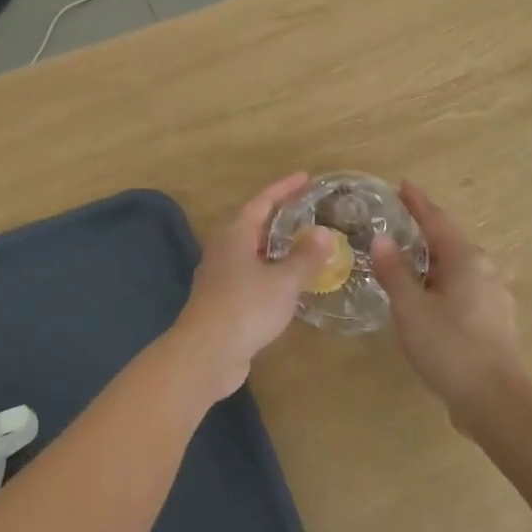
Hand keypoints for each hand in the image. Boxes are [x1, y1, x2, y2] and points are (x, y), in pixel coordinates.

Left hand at [169, 173, 333, 402]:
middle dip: (280, 217)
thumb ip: (305, 257)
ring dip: (277, 248)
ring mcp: (220, 277)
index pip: (262, 201)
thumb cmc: (246, 307)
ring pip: (252, 253)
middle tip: (308, 211)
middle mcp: (224, 249)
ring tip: (304, 246)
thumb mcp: (283, 281)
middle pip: (254, 224)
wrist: (206, 354)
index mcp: (235, 235)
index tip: (306, 177)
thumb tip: (324, 234)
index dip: (284, 188)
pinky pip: (251, 277)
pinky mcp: (223, 302)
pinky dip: (272, 274)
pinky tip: (289, 285)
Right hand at [370, 180, 523, 427]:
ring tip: (409, 260)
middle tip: (398, 222)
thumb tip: (381, 238)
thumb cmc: (449, 347)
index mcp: (467, 259)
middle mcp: (486, 270)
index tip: (402, 184)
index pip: (437, 220)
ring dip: (434, 260)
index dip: (417, 202)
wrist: (494, 402)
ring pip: (459, 267)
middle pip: (450, 241)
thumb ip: (394, 271)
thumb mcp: (410, 308)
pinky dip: (443, 282)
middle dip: (425, 230)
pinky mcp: (496, 320)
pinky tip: (429, 297)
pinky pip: (464, 288)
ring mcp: (495, 296)